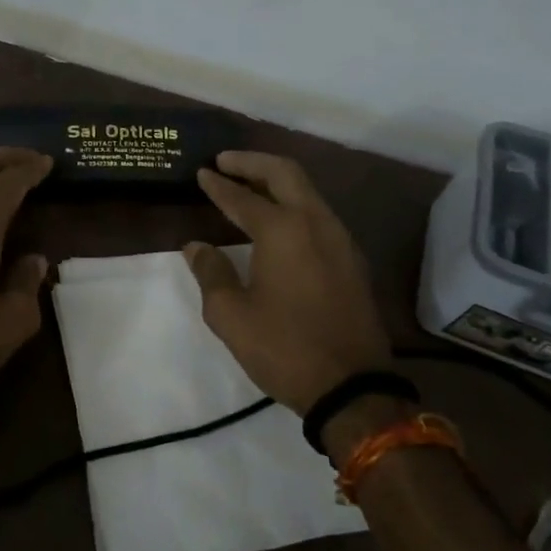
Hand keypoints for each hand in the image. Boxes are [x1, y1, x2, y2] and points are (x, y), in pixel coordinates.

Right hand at [183, 151, 389, 413]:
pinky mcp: (351, 260)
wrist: (353, 388)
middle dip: (252, 162)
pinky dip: (293, 203)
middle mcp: (315, 223)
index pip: (242, 197)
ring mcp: (340, 240)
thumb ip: (210, 273)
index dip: (218, 184)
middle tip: (225, 162)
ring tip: (248, 185)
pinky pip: (318, 214)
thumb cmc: (284, 348)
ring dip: (276, 181)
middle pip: (285, 173)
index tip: (201, 172)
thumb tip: (197, 247)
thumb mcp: (231, 314)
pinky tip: (277, 220)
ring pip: (307, 191)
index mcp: (283, 230)